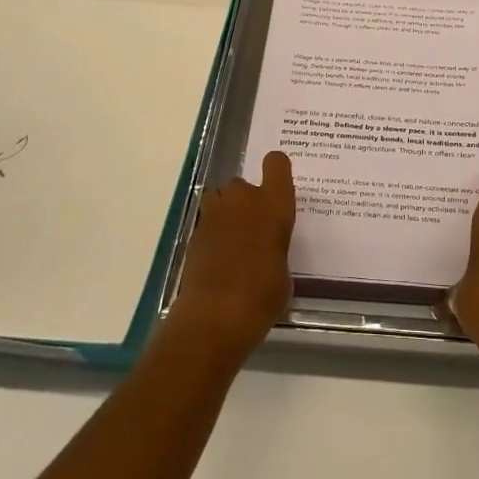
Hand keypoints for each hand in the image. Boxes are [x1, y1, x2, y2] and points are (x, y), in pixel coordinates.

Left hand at [167, 150, 296, 358]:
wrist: (216, 314)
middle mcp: (244, 200)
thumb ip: (276, 249)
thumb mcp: (284, 271)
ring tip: (234, 239)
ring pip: (219, 197)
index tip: (278, 184)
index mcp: (274, 204)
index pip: (276, 164)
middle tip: (254, 227)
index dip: (276, 169)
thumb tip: (267, 252)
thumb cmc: (263, 294)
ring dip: (226, 211)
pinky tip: (219, 259)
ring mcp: (214, 214)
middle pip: (243, 183)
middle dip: (246, 199)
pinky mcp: (193, 233)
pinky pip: (207, 221)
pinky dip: (212, 233)